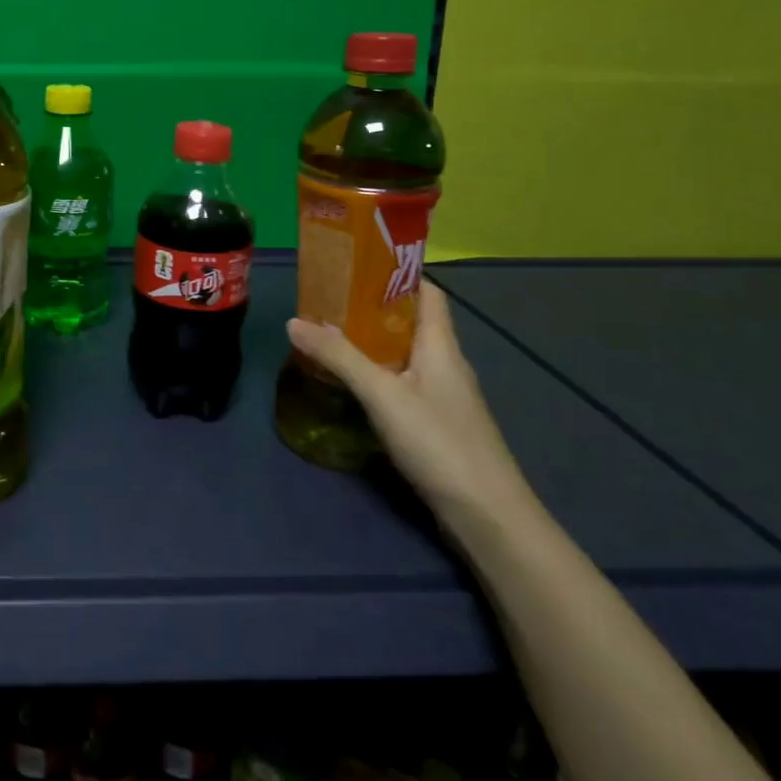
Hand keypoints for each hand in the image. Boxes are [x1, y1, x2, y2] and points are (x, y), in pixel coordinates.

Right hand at [285, 284, 536, 534]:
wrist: (487, 517)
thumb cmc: (439, 442)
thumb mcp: (382, 394)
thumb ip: (339, 357)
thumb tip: (293, 321)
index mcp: (441, 345)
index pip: (427, 292)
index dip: (396, 274)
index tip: (357, 264)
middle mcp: (446, 363)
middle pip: (412, 321)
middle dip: (372, 307)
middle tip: (328, 299)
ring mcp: (444, 396)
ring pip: (406, 353)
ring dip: (372, 342)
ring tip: (330, 335)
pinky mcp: (438, 423)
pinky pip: (404, 382)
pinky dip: (378, 373)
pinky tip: (352, 383)